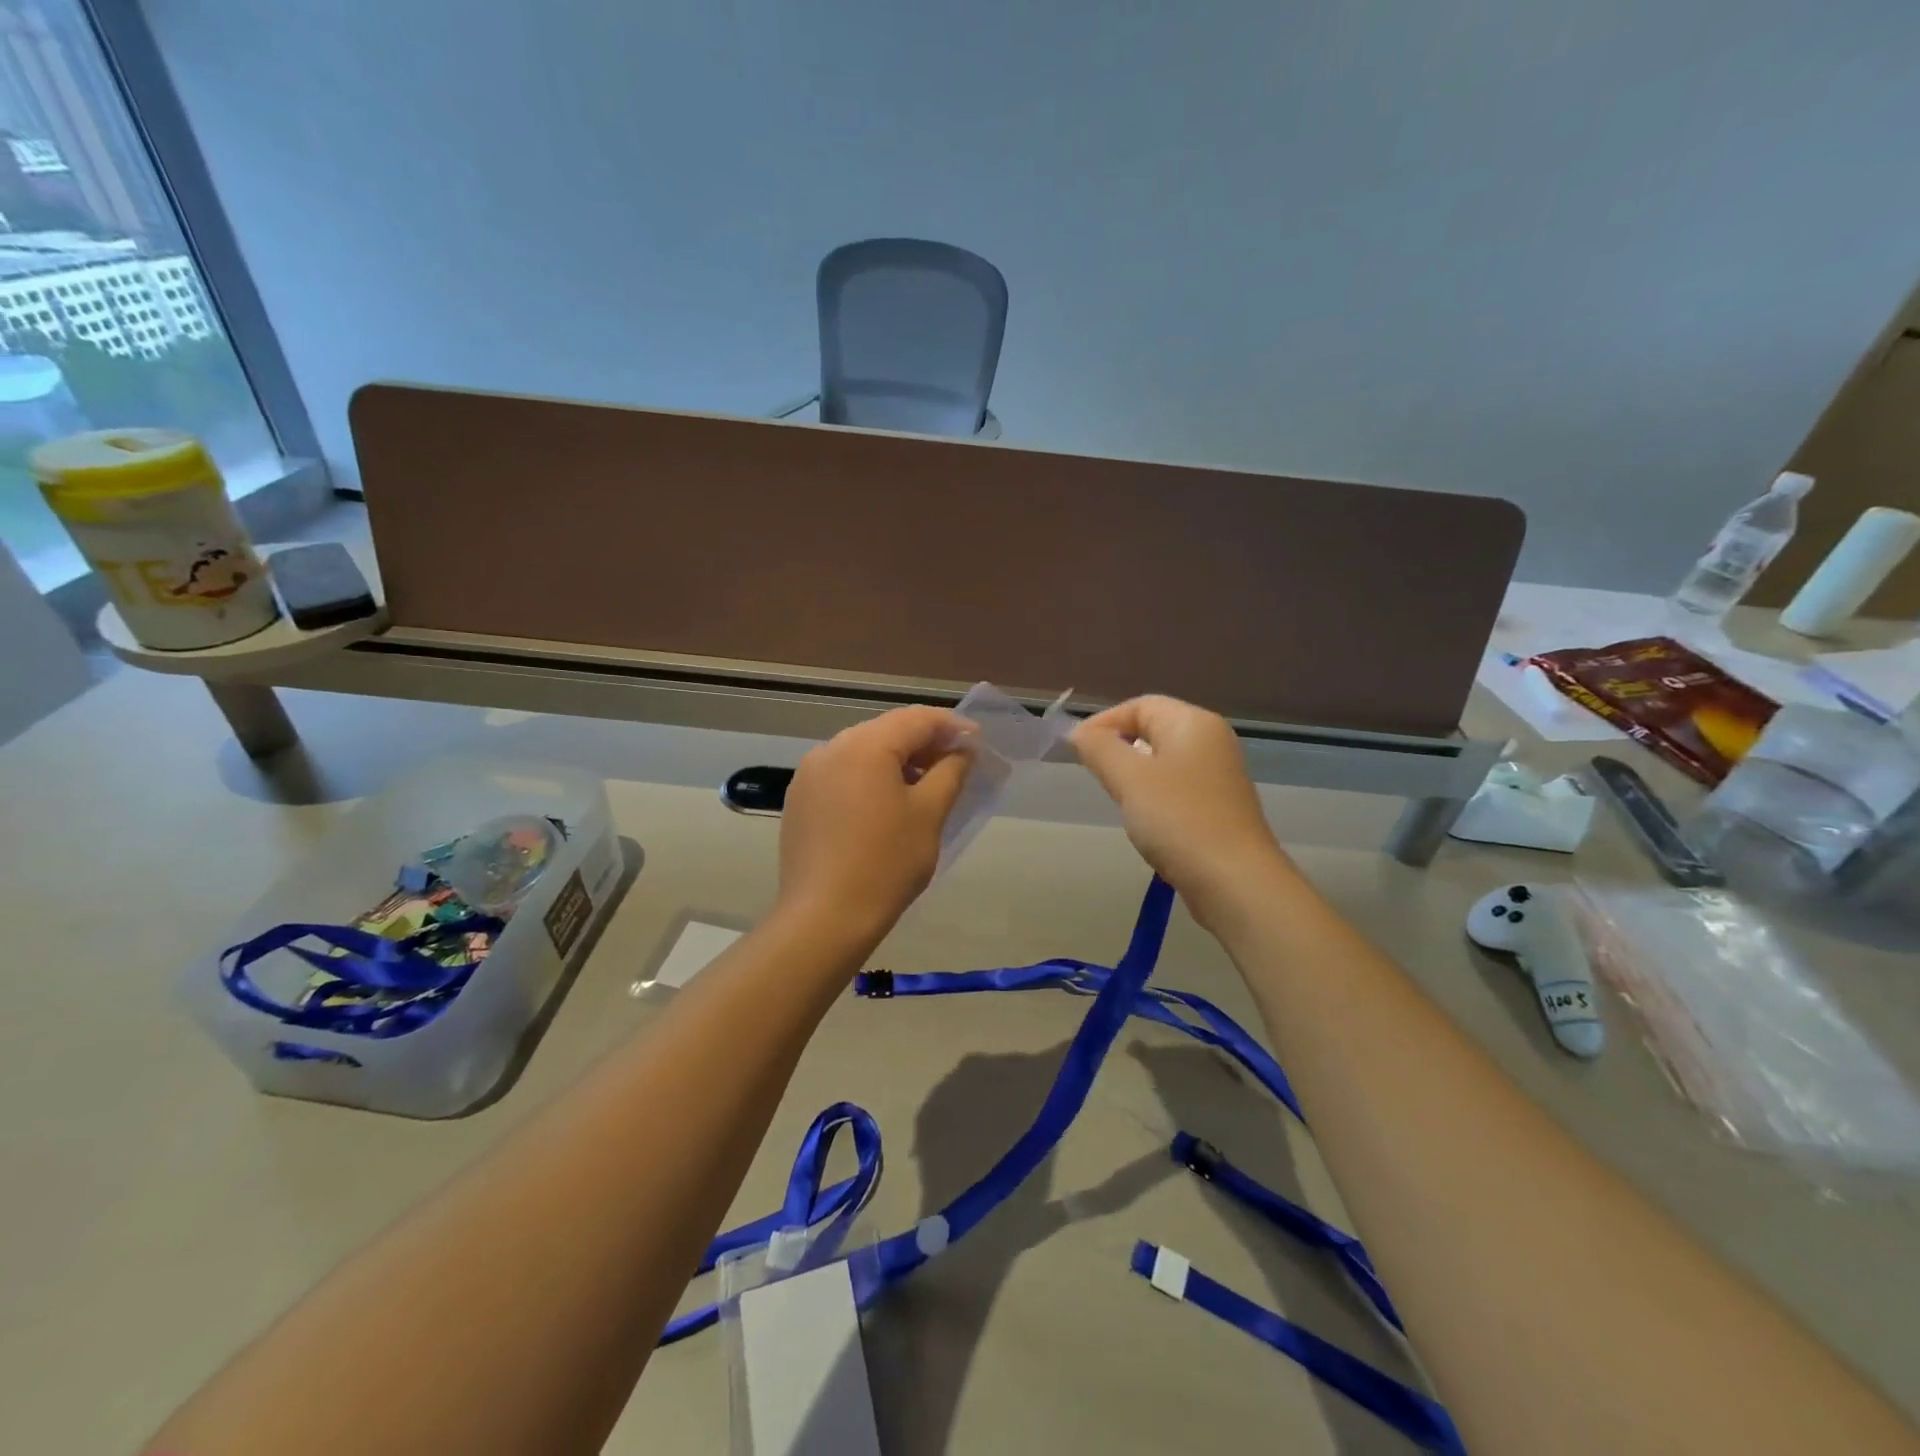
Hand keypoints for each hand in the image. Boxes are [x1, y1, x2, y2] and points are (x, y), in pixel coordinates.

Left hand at [777, 705, 972, 943]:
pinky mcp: (800, 799)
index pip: (916, 719)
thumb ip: (951, 772)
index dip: (951, 727)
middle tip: (956, 763)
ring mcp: (809, 774)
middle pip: (887, 731)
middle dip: (924, 742)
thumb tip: (963, 750)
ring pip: (863, 751)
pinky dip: (870, 777)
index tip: (978, 743)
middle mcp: (831, 748)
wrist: (824, 917)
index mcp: (865, 745)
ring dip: (897, 760)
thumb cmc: (886, 863)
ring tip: (925, 785)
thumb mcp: (929, 814)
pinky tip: (887, 804)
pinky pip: (842, 773)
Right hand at [1071, 695, 1290, 910]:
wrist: (1235, 881)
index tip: (1076, 751)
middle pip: (1153, 729)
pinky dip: (1153, 795)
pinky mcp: (1219, 805)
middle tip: (1095, 775)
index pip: (1139, 705)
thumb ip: (1100, 749)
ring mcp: (1218, 775)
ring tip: (1117, 798)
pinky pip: (1176, 786)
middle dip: (1118, 747)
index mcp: (1193, 723)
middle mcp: (1211, 741)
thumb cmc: (1179, 820)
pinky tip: (1144, 820)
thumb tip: (1080, 733)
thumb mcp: (1129, 779)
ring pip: (1163, 760)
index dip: (1103, 722)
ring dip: (1134, 774)